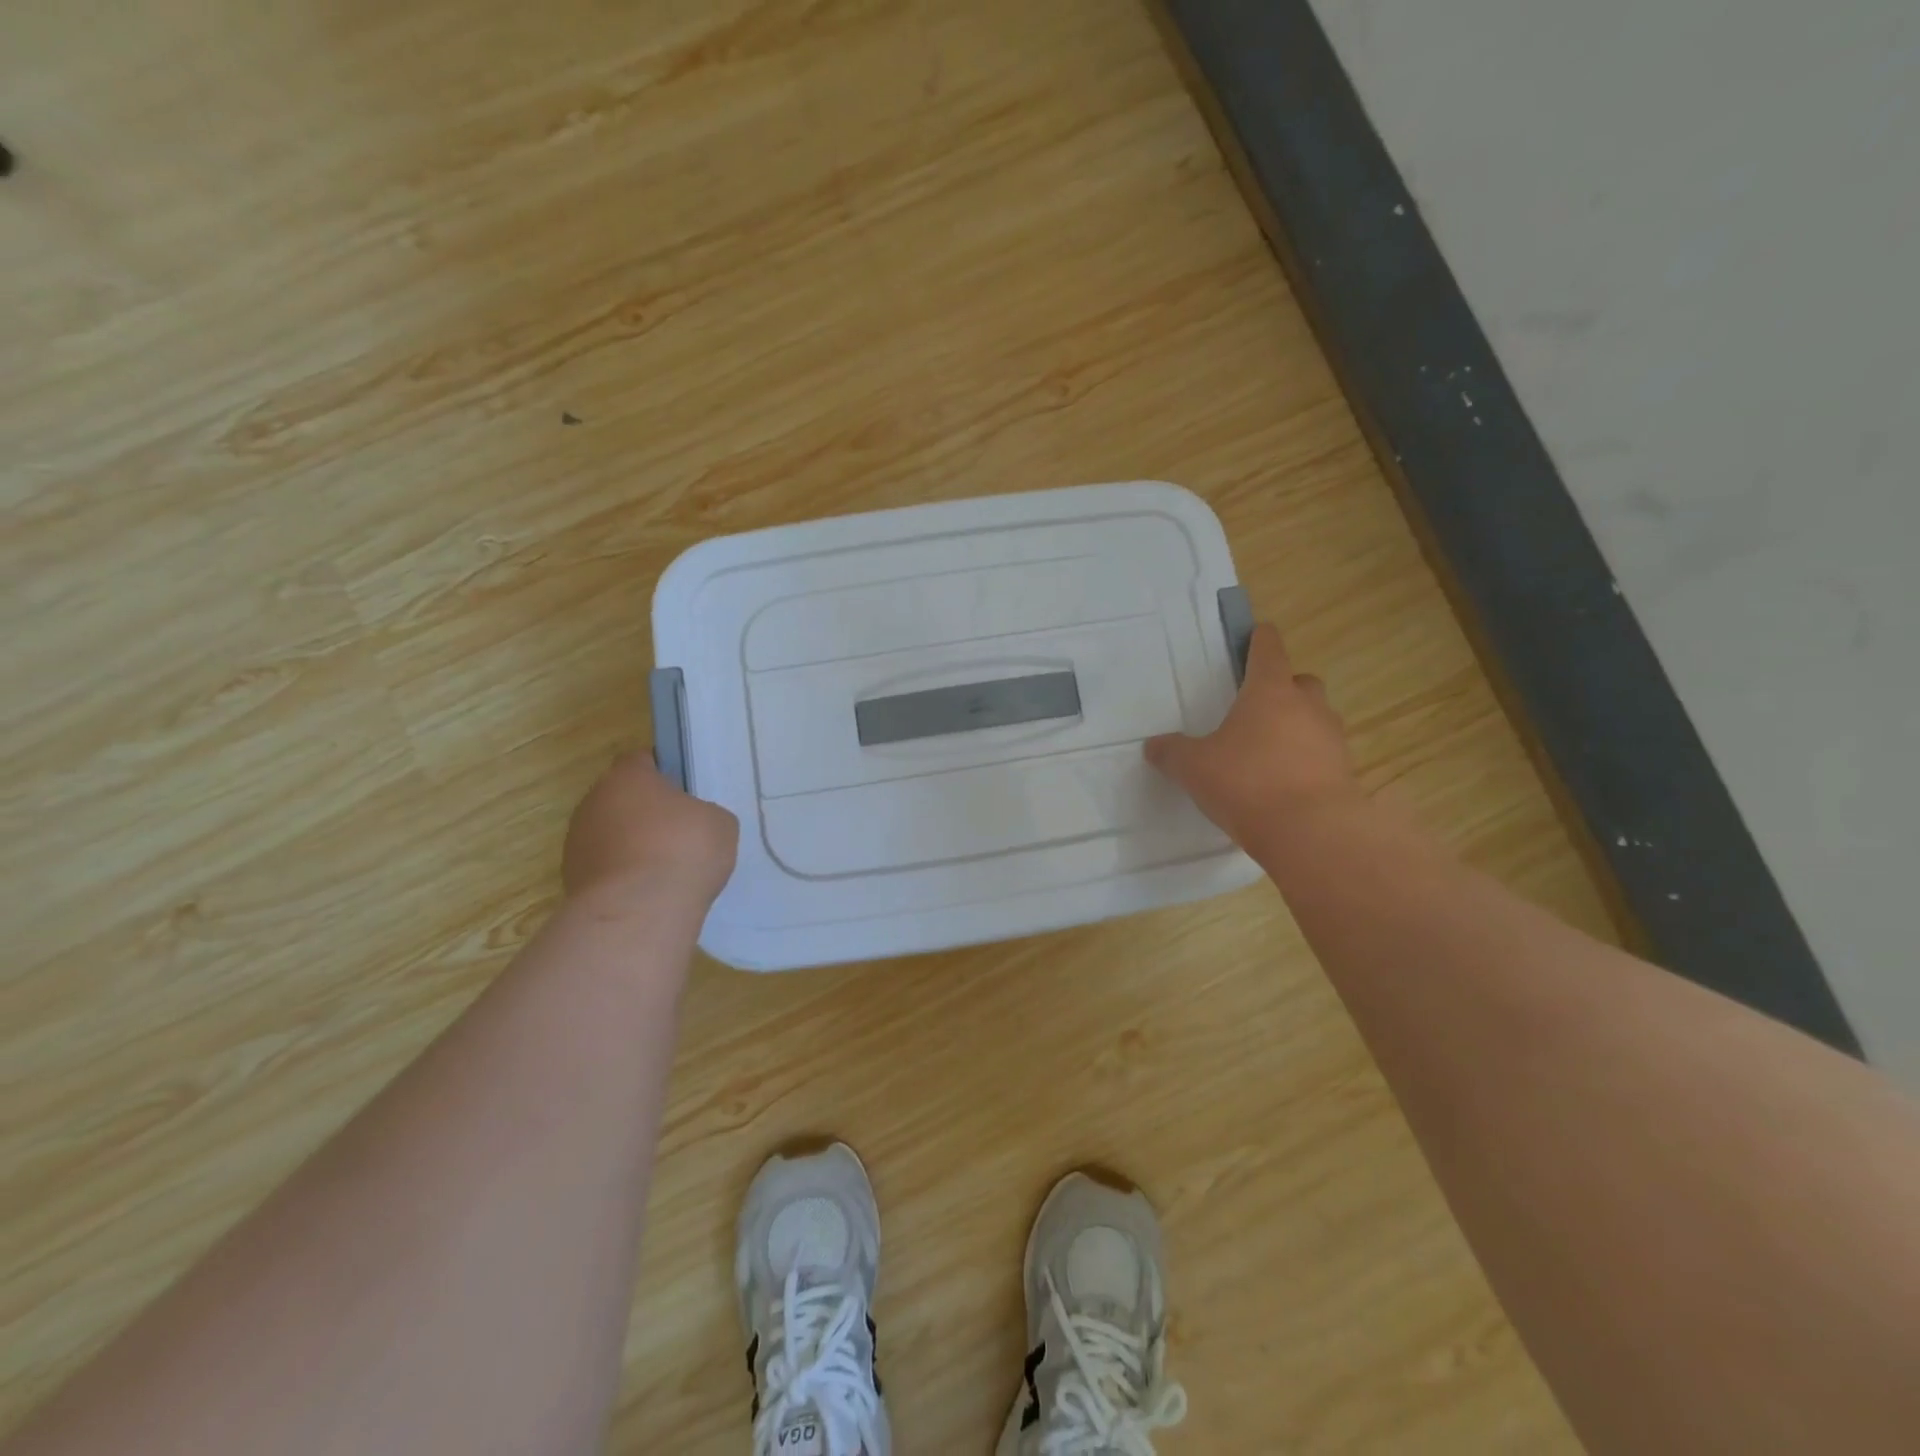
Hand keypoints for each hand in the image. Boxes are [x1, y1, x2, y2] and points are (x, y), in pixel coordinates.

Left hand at [563, 751, 739, 907]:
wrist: (639, 913)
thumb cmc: (683, 851)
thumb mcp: (719, 823)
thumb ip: (703, 813)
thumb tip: (691, 823)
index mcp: (627, 777)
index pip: (641, 761)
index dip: (664, 774)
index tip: (684, 793)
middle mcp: (593, 802)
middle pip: (622, 798)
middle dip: (646, 813)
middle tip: (679, 833)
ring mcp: (577, 842)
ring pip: (610, 834)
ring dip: (632, 846)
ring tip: (664, 870)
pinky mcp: (572, 880)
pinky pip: (605, 868)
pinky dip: (623, 876)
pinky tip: (648, 893)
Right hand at [1145, 623, 1361, 851]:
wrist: (1311, 832)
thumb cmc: (1247, 782)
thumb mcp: (1194, 767)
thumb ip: (1172, 753)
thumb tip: (1153, 746)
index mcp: (1270, 692)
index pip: (1268, 649)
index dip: (1260, 639)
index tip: (1257, 633)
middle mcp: (1307, 707)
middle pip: (1301, 682)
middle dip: (1283, 687)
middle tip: (1258, 706)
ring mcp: (1332, 739)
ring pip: (1316, 718)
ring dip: (1297, 725)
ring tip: (1269, 750)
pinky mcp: (1345, 773)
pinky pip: (1323, 754)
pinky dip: (1307, 760)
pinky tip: (1284, 782)